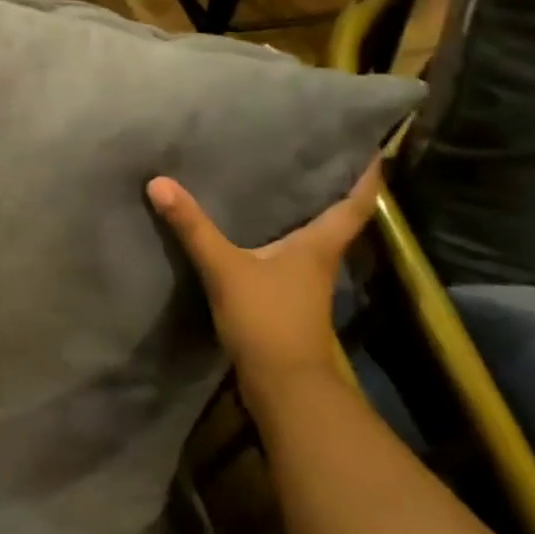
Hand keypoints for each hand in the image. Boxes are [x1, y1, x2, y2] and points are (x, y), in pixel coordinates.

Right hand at [147, 161, 380, 388]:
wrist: (283, 386)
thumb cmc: (268, 319)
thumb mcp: (225, 268)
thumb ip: (193, 227)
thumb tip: (159, 182)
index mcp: (319, 245)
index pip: (355, 203)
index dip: (367, 175)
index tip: (375, 147)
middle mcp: (320, 260)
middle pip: (337, 217)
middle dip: (332, 187)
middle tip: (316, 153)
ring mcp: (306, 284)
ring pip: (313, 238)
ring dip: (305, 213)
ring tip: (281, 182)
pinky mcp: (288, 300)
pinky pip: (289, 256)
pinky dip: (281, 238)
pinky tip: (256, 230)